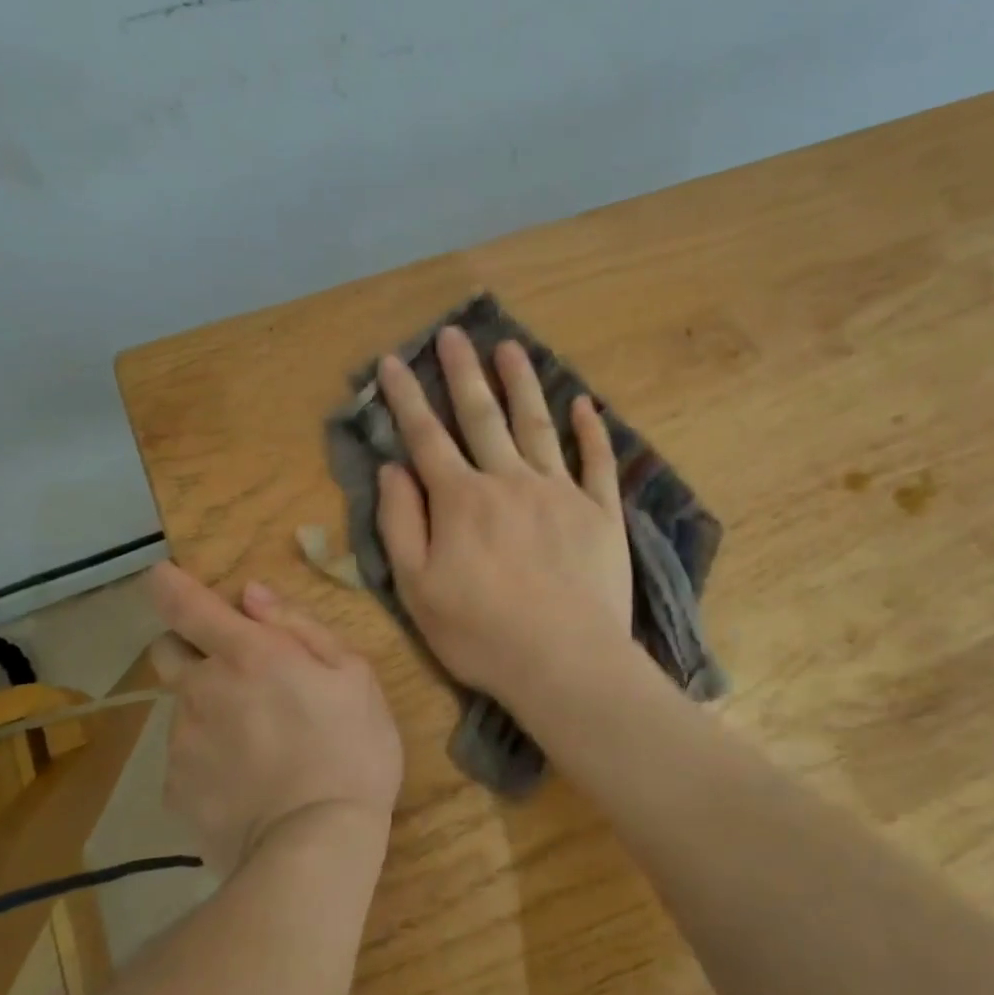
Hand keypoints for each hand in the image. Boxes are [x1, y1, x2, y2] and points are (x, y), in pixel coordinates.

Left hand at [149, 562, 402, 874]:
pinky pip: (186, 757)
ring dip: (209, 708)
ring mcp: (181, 742)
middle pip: (168, 652)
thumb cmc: (351, 747)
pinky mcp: (175, 789)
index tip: (161, 576)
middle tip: (240, 675)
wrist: (315, 847)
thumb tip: (251, 595)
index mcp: (245, 653)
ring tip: (260, 744)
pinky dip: (209, 758)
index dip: (167, 584)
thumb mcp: (353, 673)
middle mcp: (200, 689)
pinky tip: (247, 782)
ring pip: (183, 707)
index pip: (184, 604)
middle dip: (192, 650)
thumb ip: (299, 626)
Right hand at [374, 325, 632, 704]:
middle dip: (463, 372)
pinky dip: (591, 432)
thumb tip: (393, 469)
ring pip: (536, 425)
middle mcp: (509, 481)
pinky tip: (585, 404)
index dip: (406, 397)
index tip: (393, 361)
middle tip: (454, 333)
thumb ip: (401, 523)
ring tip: (510, 347)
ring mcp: (559, 492)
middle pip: (482, 416)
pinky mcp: (600, 512)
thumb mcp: (417, 588)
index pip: (427, 437)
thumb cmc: (480, 632)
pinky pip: (597, 462)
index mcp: (461, 499)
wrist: (564, 661)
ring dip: (522, 384)